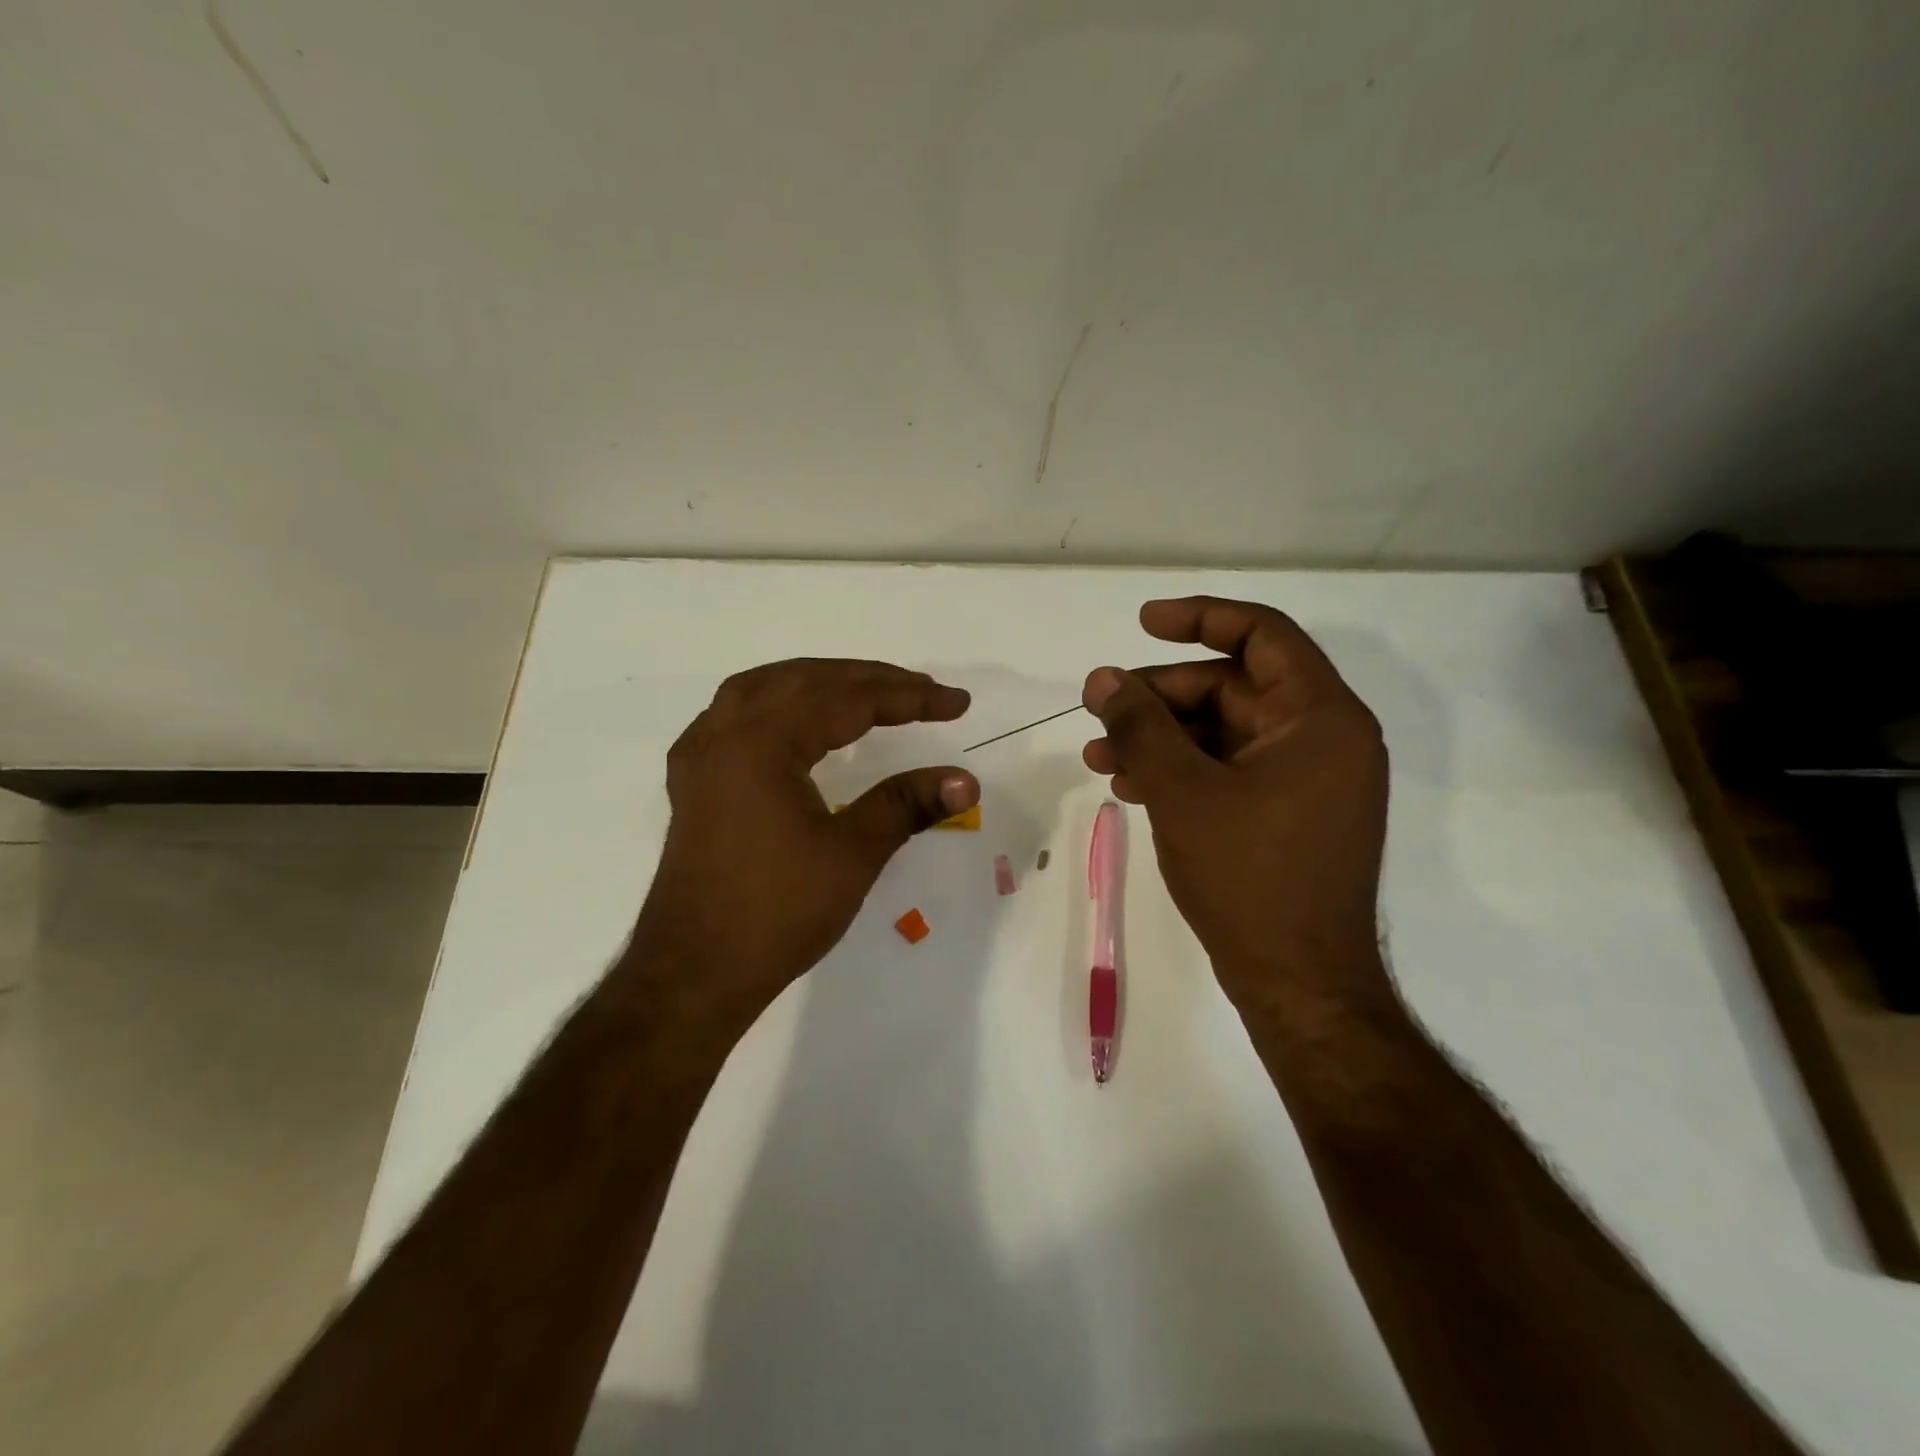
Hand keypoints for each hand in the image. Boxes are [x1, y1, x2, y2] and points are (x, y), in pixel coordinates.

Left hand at [630, 659, 976, 1027]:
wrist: (693, 973)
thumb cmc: (776, 913)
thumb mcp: (852, 854)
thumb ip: (906, 805)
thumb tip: (965, 780)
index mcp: (761, 742)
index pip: (847, 700)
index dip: (908, 698)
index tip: (956, 703)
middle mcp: (724, 734)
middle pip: (804, 681)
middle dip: (868, 680)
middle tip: (921, 691)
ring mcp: (700, 757)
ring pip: (763, 689)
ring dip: (817, 681)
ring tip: (863, 689)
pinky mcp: (693, 783)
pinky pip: (733, 715)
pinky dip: (774, 703)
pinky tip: (790, 721)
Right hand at [1081, 597, 1390, 1008]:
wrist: (1298, 984)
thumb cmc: (1249, 878)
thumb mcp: (1183, 792)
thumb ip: (1140, 726)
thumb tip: (1102, 678)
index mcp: (1320, 718)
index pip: (1263, 635)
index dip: (1201, 618)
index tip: (1143, 624)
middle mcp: (1323, 739)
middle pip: (1233, 687)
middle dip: (1161, 696)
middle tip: (1100, 709)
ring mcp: (1306, 781)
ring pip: (1223, 733)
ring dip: (1160, 738)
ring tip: (1098, 756)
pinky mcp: (1287, 815)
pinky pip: (1229, 771)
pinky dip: (1181, 771)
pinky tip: (1129, 786)